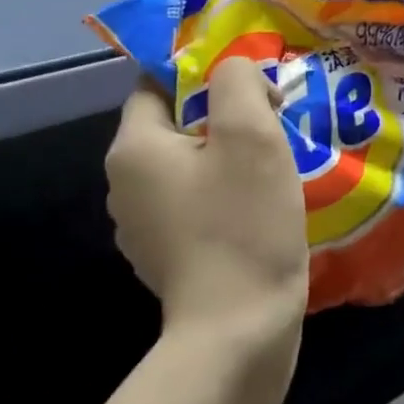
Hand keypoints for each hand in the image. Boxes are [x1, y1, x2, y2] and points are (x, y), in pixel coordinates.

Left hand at [106, 57, 308, 350]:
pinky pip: (197, 204)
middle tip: (275, 121)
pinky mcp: (169, 258)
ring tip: (277, 163)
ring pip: (190, 167)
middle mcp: (126, 186)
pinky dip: (226, 195)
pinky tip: (262, 207)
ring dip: (229, 157)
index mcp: (134, 149)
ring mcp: (145, 228)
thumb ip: (238, 81)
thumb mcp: (250, 133)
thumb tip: (236, 74)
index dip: (204, 73)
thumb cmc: (243, 222)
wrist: (239, 331)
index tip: (252, 83)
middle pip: (175, 125)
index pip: (156, 84)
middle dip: (224, 116)